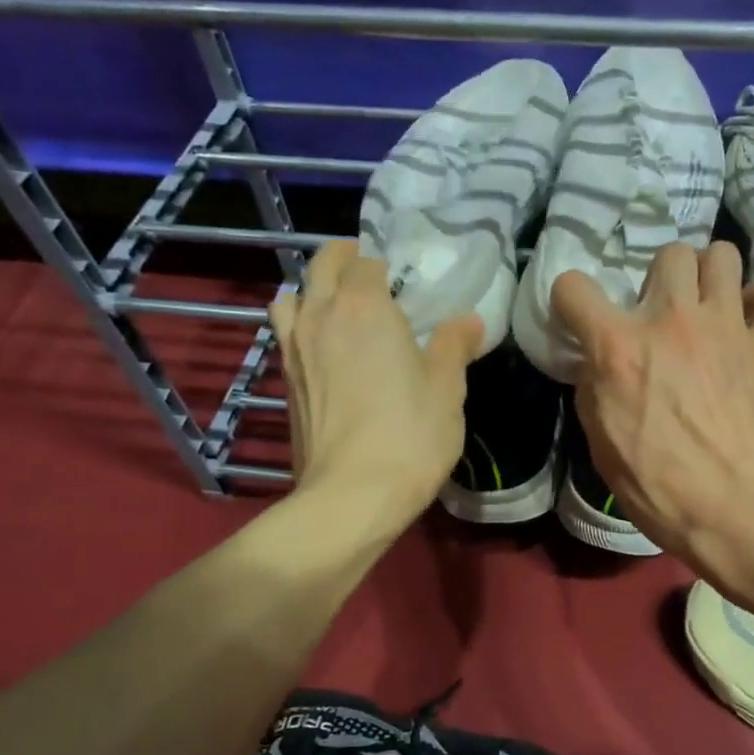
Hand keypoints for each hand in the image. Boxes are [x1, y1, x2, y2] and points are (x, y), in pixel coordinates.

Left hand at [270, 242, 479, 527]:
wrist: (351, 495)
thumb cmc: (409, 436)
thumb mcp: (447, 389)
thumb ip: (454, 346)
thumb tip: (468, 321)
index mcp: (364, 306)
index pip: (366, 262)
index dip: (383, 263)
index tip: (401, 276)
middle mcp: (321, 315)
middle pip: (321, 266)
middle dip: (343, 259)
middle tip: (368, 274)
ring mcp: (294, 348)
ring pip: (292, 295)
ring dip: (312, 289)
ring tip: (336, 305)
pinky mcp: (285, 381)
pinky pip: (285, 332)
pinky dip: (300, 324)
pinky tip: (322, 347)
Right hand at [552, 241, 753, 595]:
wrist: (743, 513)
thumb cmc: (663, 491)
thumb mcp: (603, 447)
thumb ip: (596, 391)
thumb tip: (601, 366)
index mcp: (619, 349)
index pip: (574, 288)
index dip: (570, 301)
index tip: (580, 319)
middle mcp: (672, 321)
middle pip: (667, 253)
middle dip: (659, 279)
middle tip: (661, 315)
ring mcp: (726, 326)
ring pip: (722, 255)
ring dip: (710, 276)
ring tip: (707, 307)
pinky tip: (749, 326)